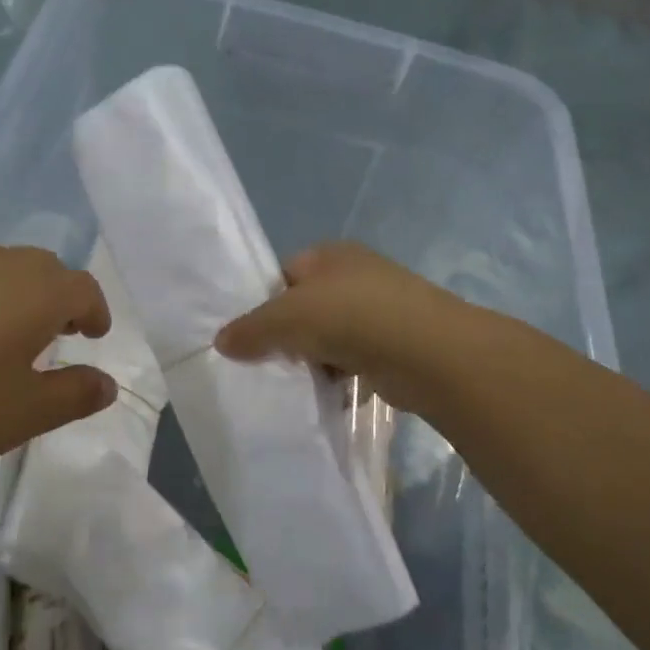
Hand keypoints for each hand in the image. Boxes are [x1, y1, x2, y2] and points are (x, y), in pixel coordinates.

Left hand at [0, 245, 116, 503]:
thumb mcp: (23, 417)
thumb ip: (74, 394)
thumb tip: (106, 383)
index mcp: (32, 292)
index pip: (82, 287)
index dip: (94, 311)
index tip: (92, 337)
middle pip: (40, 268)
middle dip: (55, 298)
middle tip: (49, 337)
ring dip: (9, 294)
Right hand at [215, 242, 482, 416]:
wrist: (428, 352)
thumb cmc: (351, 317)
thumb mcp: (287, 318)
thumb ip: (251, 329)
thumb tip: (220, 341)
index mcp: (330, 254)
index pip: (285, 274)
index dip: (264, 303)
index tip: (250, 336)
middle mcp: (357, 275)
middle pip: (308, 307)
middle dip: (289, 336)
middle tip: (268, 363)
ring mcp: (381, 309)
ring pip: (331, 336)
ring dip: (315, 360)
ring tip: (297, 383)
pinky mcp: (396, 344)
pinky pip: (355, 360)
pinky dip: (342, 377)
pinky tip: (330, 395)